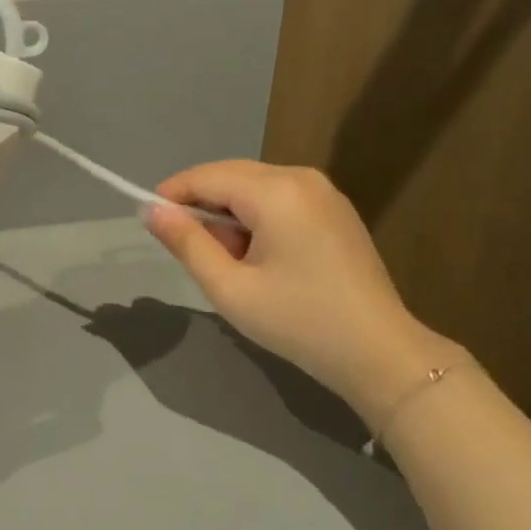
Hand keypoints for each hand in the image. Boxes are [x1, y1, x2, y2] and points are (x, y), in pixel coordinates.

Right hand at [143, 160, 465, 424]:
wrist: (381, 354)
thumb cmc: (299, 322)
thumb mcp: (230, 289)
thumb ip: (188, 243)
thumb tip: (152, 211)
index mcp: (276, 191)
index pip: (207, 176)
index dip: (173, 194)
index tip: (149, 221)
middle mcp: (301, 176)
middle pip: (232, 175)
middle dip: (203, 205)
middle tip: (190, 250)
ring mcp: (324, 191)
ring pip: (254, 186)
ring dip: (230, 213)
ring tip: (229, 262)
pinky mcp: (335, 209)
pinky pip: (279, 198)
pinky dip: (257, 217)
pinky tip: (259, 256)